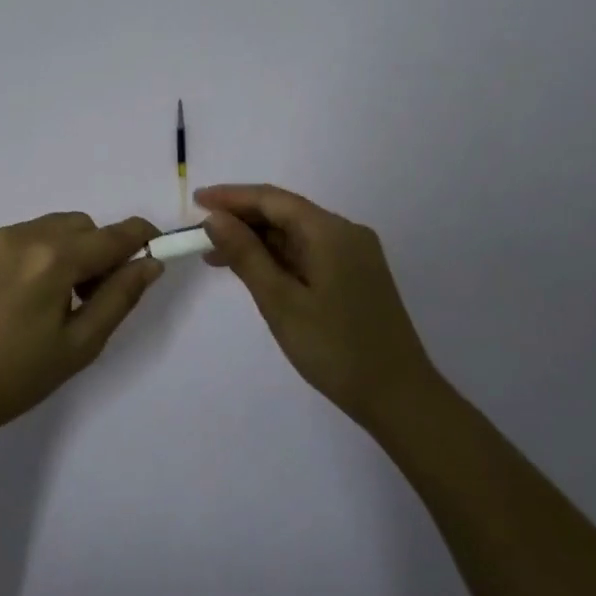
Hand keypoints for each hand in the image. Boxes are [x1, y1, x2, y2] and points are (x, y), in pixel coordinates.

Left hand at [0, 212, 162, 441]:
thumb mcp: (80, 345)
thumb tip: (149, 263)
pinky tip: (9, 297)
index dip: (139, 237)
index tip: (153, 247)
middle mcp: (20, 236)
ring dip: (58, 250)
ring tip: (44, 297)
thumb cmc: (17, 376)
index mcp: (53, 260)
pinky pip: (8, 239)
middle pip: (78, 225)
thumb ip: (120, 297)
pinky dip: (23, 257)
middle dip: (94, 250)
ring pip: (43, 228)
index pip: (112, 235)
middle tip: (88, 294)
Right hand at [196, 184, 436, 428]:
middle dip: (241, 219)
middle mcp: (346, 233)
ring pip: (296, 234)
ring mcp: (354, 255)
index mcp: (331, 231)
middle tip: (200, 233)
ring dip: (257, 241)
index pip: (273, 199)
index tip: (195, 200)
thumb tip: (215, 218)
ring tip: (215, 256)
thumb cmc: (335, 348)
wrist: (399, 398)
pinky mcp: (355, 276)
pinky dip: (277, 257)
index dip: (232, 197)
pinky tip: (253, 271)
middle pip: (285, 213)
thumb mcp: (281, 302)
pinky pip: (309, 253)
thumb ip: (246, 255)